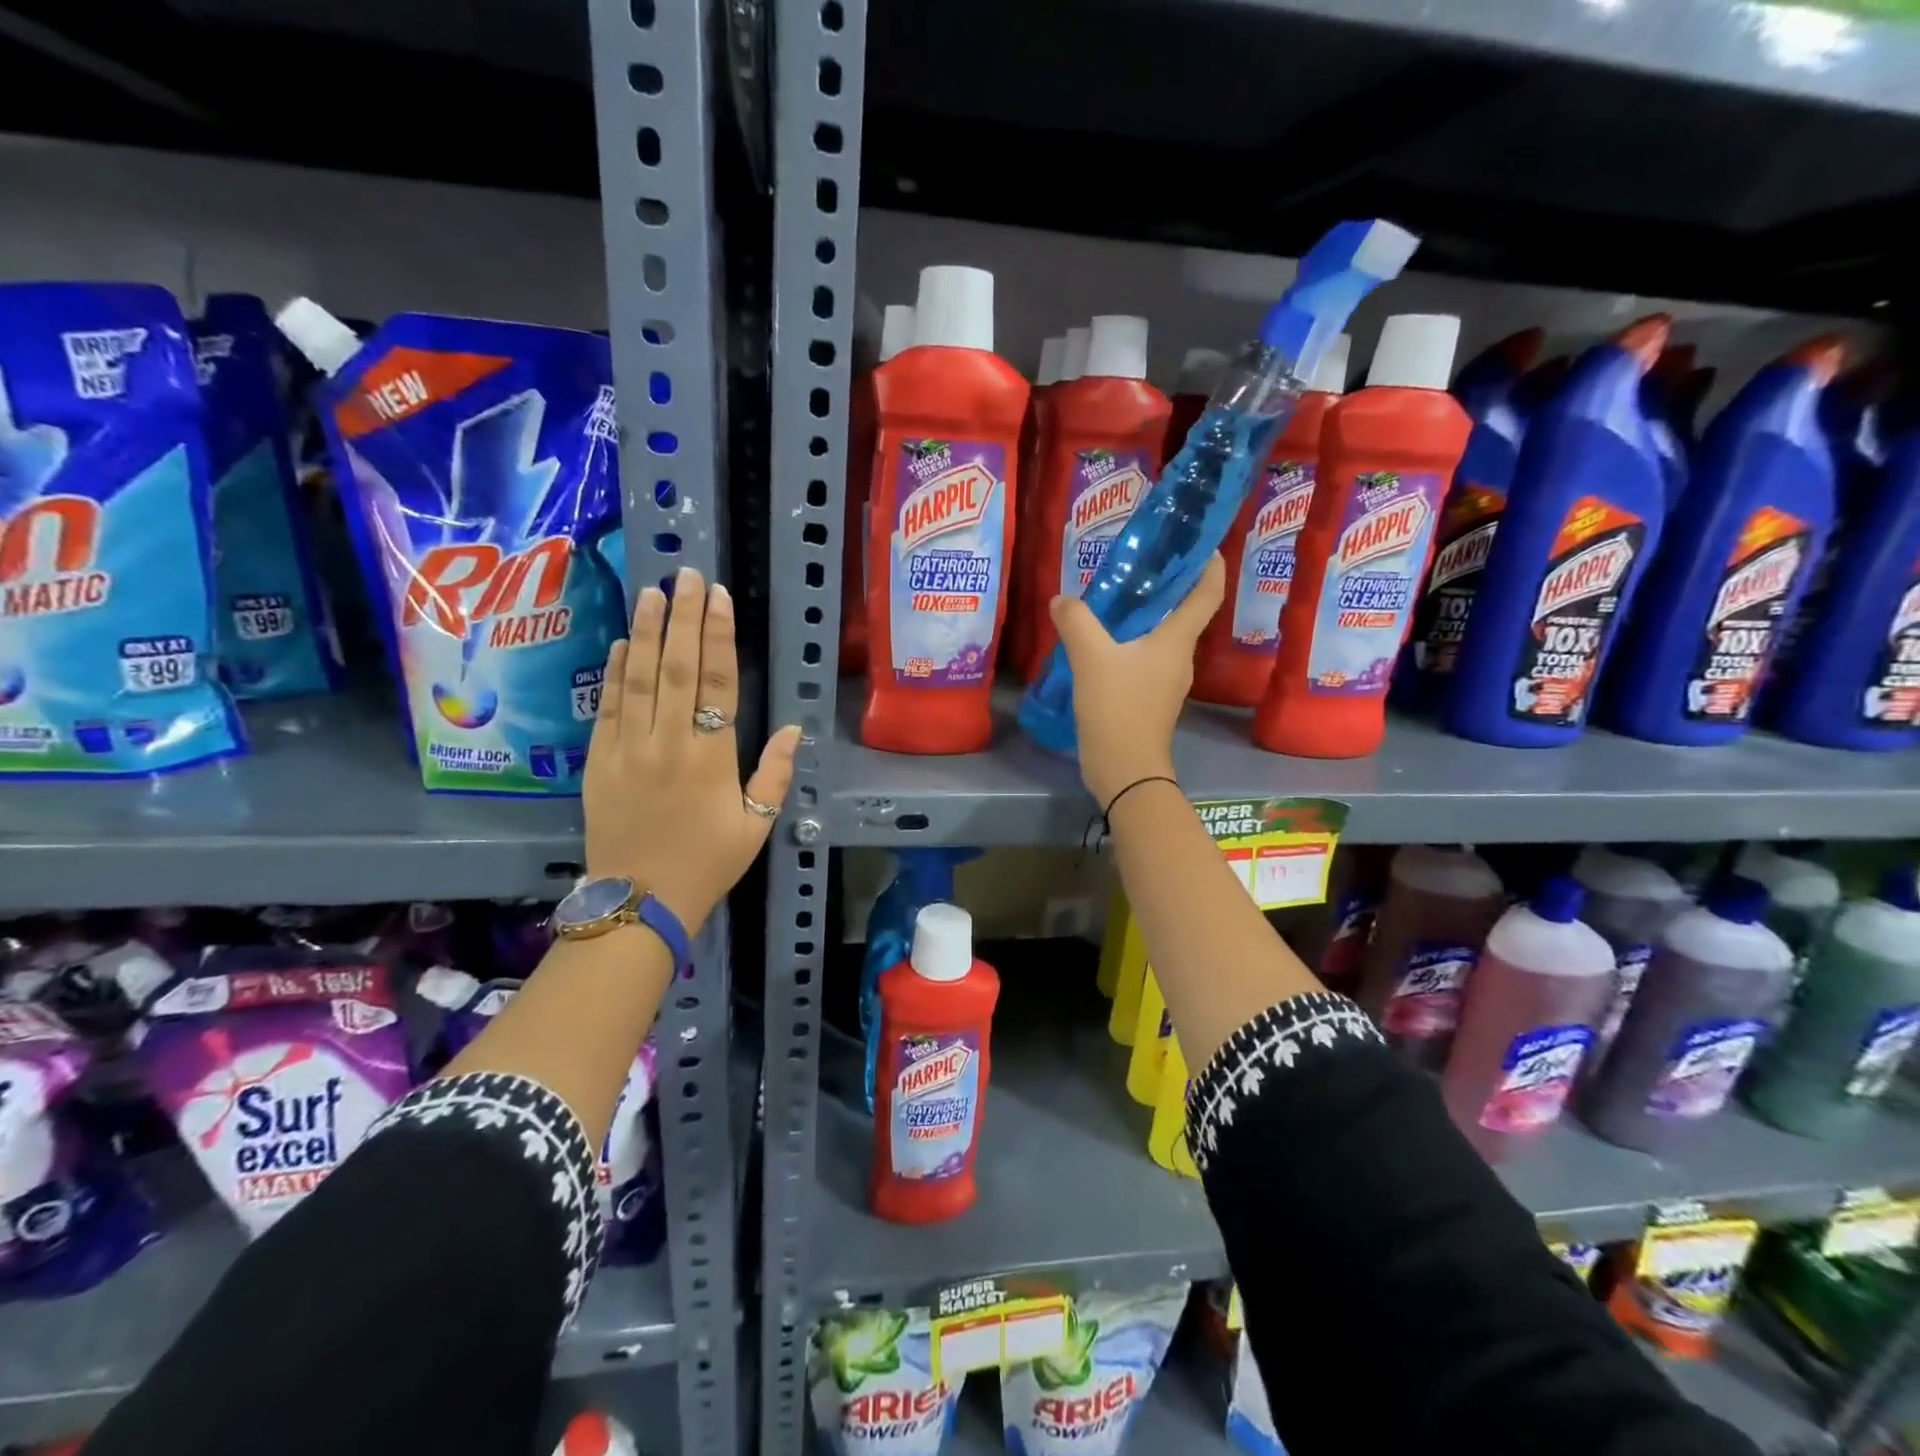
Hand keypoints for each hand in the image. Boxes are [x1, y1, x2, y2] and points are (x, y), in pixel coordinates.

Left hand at [584, 566, 800, 930]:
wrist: (639, 902)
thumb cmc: (708, 864)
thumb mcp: (756, 826)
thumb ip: (774, 774)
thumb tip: (791, 727)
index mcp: (712, 758)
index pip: (717, 683)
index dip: (719, 637)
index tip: (719, 599)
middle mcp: (668, 744)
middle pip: (677, 669)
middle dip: (683, 618)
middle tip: (687, 576)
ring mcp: (627, 750)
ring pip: (638, 679)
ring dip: (645, 632)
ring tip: (652, 593)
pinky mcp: (598, 762)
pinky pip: (607, 708)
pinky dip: (614, 673)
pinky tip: (620, 643)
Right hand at [1047, 554, 1224, 807]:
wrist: (1124, 768)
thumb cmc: (1117, 708)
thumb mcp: (1091, 658)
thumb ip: (1076, 621)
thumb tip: (1061, 600)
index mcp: (1177, 641)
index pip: (1207, 594)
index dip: (1210, 565)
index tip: (1202, 542)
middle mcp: (1179, 657)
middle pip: (1184, 612)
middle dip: (1168, 585)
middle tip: (1140, 562)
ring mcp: (1166, 680)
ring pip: (1161, 636)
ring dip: (1146, 615)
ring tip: (1114, 598)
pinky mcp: (1150, 698)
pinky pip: (1145, 657)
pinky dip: (1130, 641)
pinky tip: (1102, 641)